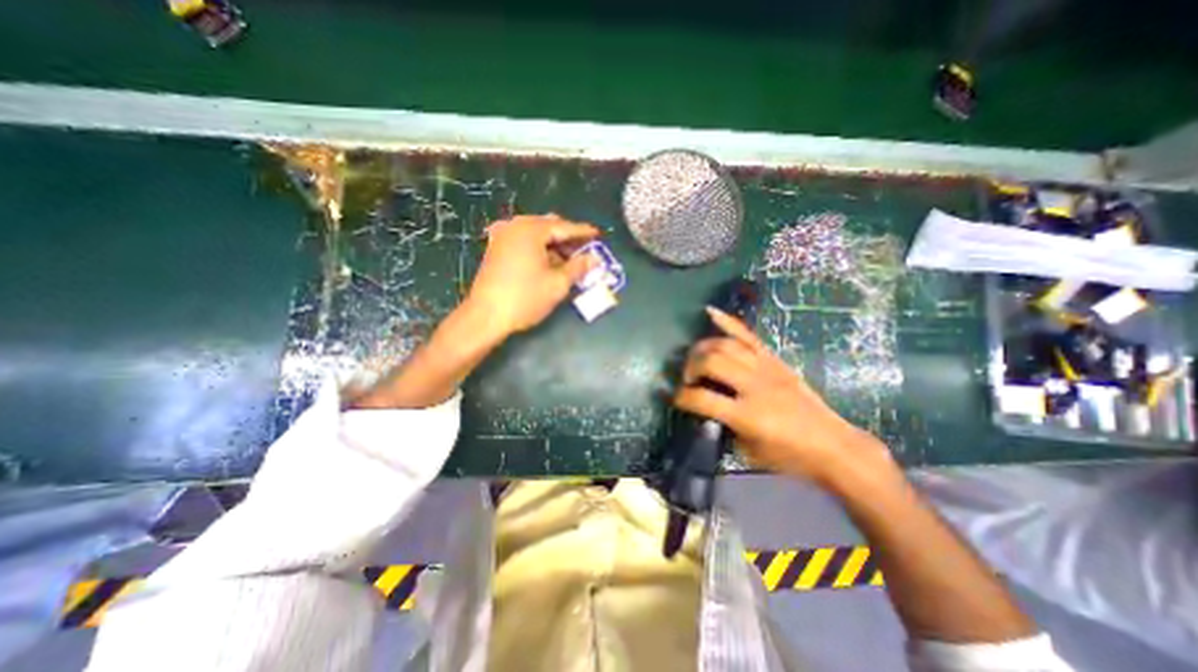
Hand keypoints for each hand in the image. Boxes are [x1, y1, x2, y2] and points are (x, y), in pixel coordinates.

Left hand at [464, 212, 598, 336]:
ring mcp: (502, 237)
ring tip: (567, 257)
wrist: (486, 316)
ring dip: (552, 242)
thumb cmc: (525, 298)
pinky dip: (537, 246)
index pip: (563, 227)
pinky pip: (522, 240)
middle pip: (547, 225)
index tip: (597, 234)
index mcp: (531, 230)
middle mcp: (515, 227)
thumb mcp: (557, 284)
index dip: (582, 231)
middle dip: (566, 236)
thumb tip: (594, 259)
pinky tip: (545, 259)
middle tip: (584, 248)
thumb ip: (578, 267)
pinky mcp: (495, 249)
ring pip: (534, 233)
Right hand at [673, 308, 887, 484]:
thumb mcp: (749, 452)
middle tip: (688, 378)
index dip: (681, 397)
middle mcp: (754, 385)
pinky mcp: (774, 359)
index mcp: (747, 415)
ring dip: (703, 348)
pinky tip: (709, 312)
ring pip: (725, 344)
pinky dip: (727, 322)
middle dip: (690, 367)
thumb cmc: (790, 456)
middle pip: (711, 362)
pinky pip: (747, 335)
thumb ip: (723, 426)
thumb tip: (706, 406)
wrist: (833, 445)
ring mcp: (765, 368)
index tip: (674, 398)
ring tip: (696, 358)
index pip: (701, 398)